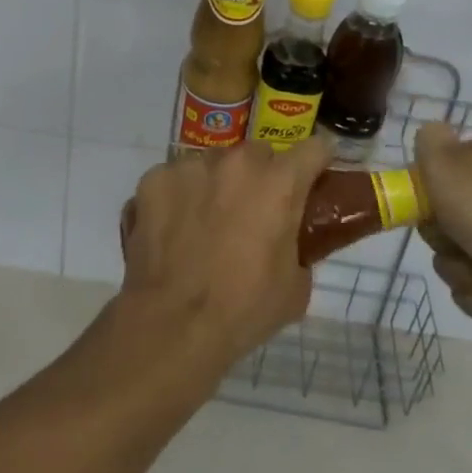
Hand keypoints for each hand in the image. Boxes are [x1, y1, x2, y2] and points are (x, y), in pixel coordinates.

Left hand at [116, 137, 334, 377]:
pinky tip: (172, 229)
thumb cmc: (243, 309)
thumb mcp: (295, 286)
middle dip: (261, 177)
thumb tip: (290, 240)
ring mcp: (191, 165)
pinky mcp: (154, 178)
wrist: (172, 324)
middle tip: (253, 214)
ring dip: (217, 184)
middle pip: (259, 154)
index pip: (314, 149)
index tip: (312, 181)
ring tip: (205, 224)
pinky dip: (178, 197)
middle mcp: (236, 161)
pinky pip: (175, 179)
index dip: (316, 164)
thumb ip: (299, 247)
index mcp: (279, 182)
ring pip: (213, 163)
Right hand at [412, 122, 471, 340]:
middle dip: (439, 235)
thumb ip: (429, 142)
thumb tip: (430, 130)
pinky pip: (471, 291)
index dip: (423, 190)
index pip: (435, 171)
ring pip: (450, 258)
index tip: (424, 202)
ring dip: (460, 268)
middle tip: (455, 234)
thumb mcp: (448, 164)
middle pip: (436, 219)